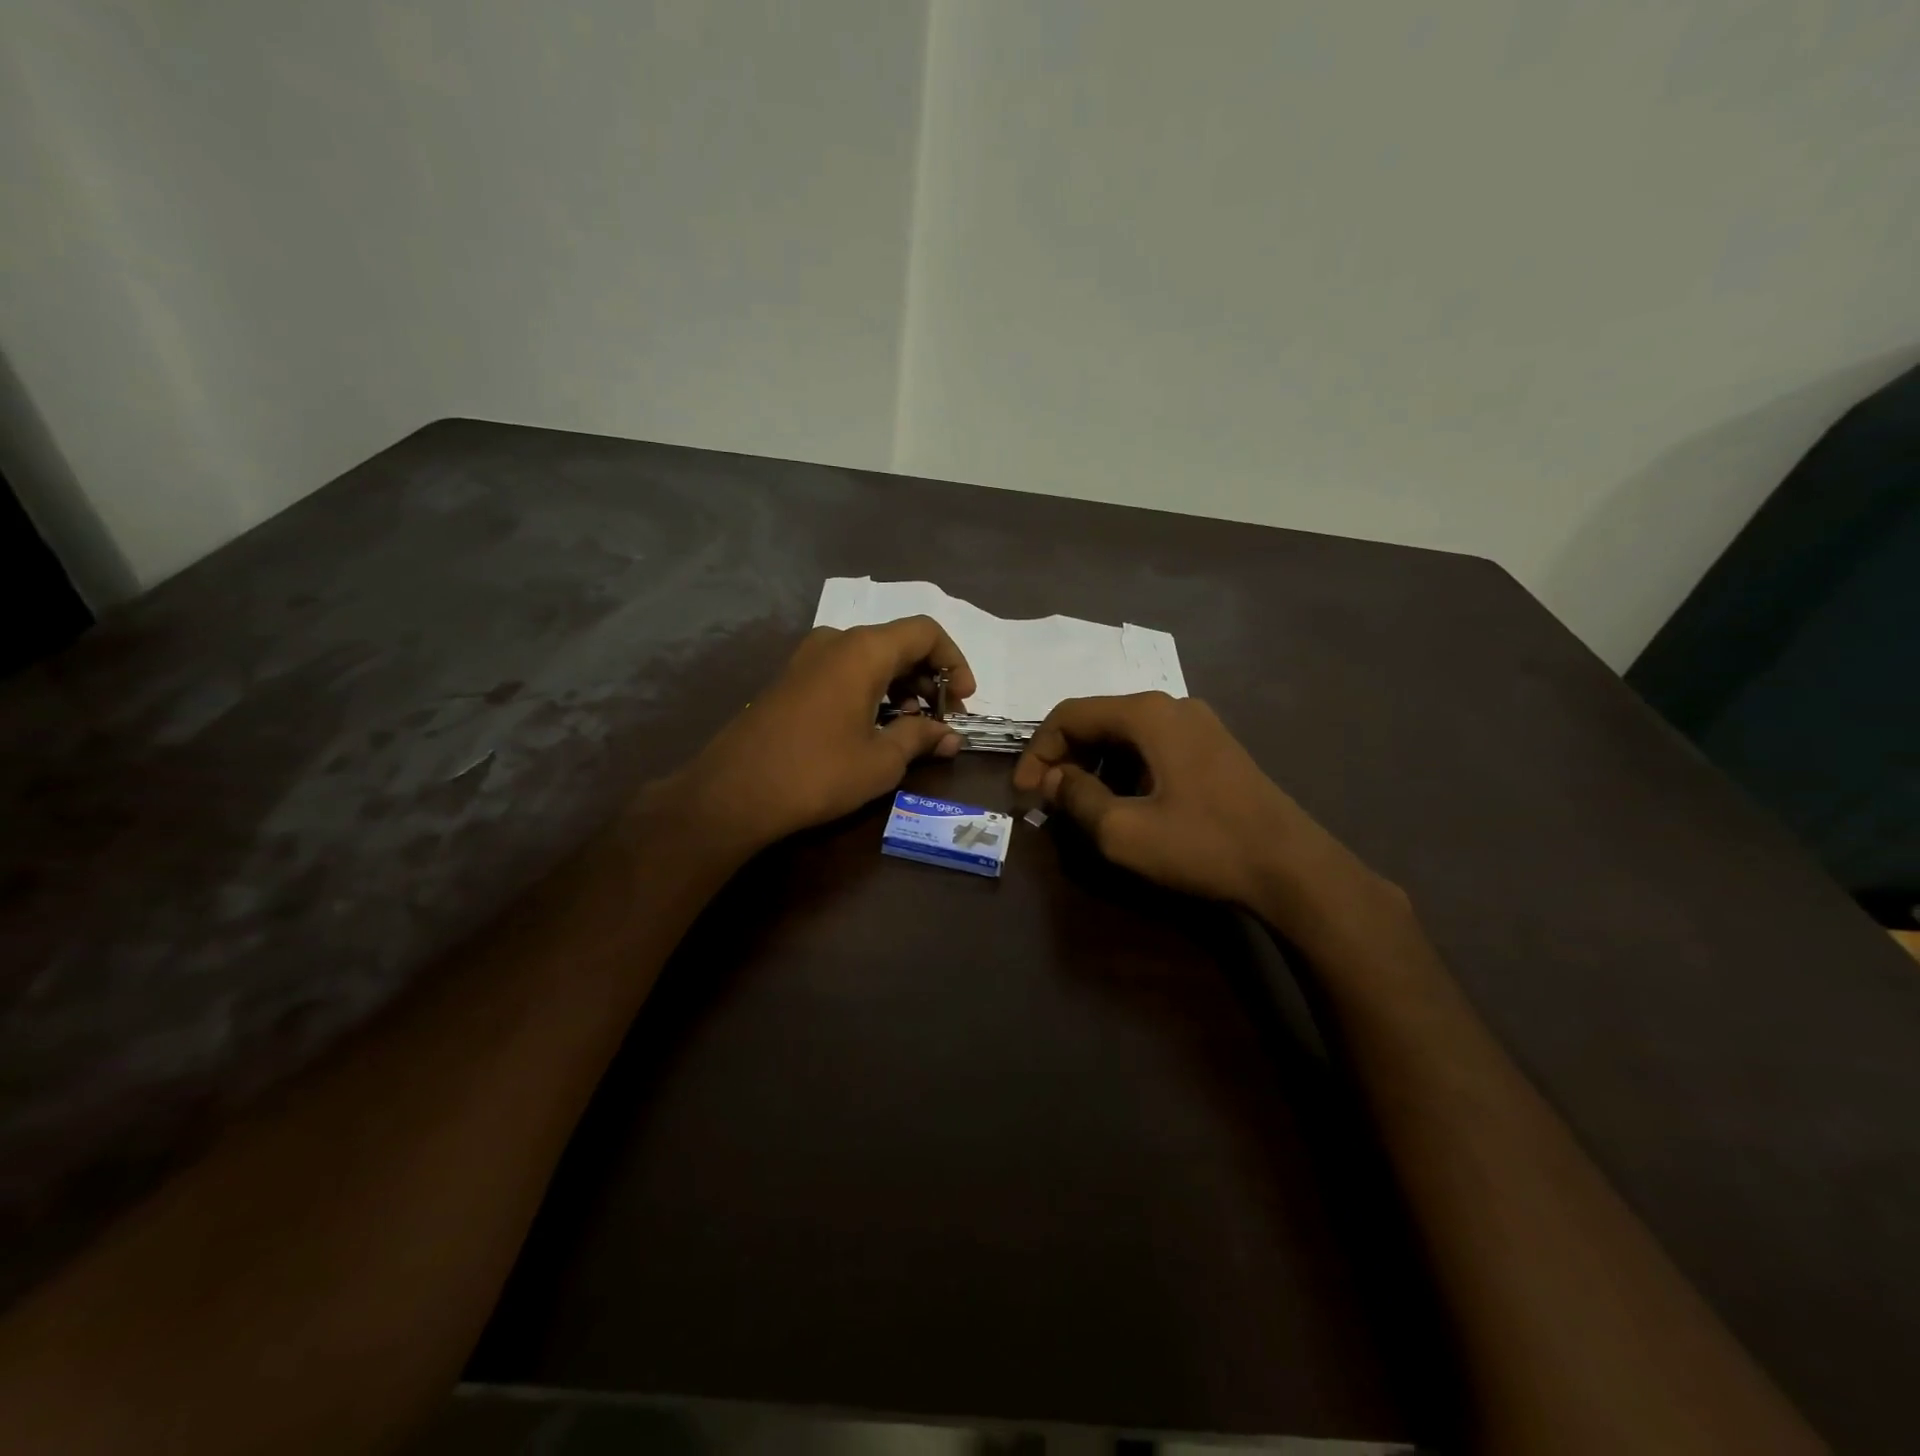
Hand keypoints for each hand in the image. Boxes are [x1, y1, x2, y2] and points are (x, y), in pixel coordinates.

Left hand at [671, 617, 976, 852]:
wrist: (733, 792)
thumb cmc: (817, 772)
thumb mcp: (881, 760)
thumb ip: (921, 738)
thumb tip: (950, 737)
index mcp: (864, 650)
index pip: (926, 632)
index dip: (954, 662)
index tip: (963, 701)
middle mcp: (836, 642)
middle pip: (899, 644)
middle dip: (929, 679)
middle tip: (941, 722)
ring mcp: (808, 658)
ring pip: (871, 659)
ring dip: (900, 688)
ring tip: (909, 731)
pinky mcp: (791, 679)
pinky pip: (845, 672)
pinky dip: (871, 692)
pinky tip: (874, 730)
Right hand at [1011, 693, 1399, 945]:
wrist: (1291, 866)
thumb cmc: (1202, 845)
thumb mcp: (1123, 831)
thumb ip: (1075, 799)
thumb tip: (1051, 780)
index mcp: (1147, 714)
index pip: (1070, 714)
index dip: (1038, 750)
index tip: (1024, 792)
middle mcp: (1171, 705)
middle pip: (1097, 719)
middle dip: (1064, 757)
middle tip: (1047, 799)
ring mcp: (1198, 724)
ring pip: (1124, 734)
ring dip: (1093, 765)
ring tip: (1082, 806)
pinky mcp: (1213, 746)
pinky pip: (1151, 746)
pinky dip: (1124, 768)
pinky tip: (1125, 802)